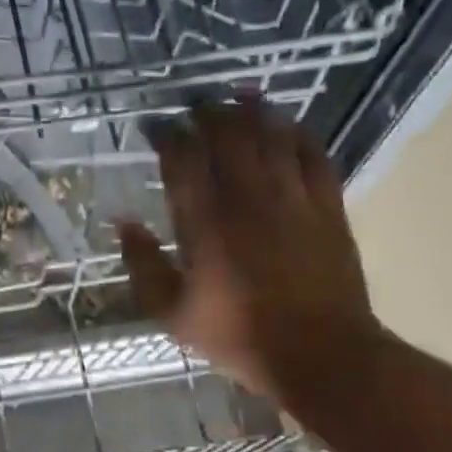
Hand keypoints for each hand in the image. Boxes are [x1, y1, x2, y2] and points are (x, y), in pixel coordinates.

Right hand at [116, 97, 383, 402]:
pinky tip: (289, 125)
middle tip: (196, 105)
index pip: (182, 159)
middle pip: (229, 135)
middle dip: (209, 112)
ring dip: (254, 111)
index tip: (156, 124)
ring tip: (240, 97)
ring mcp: (292, 199)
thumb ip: (143, 265)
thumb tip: (124, 222)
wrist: (321, 355)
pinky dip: (299, 134)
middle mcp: (248, 199)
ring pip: (272, 137)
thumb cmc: (238, 336)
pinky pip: (314, 156)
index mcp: (205, 224)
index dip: (167, 133)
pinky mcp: (327, 207)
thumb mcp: (172, 313)